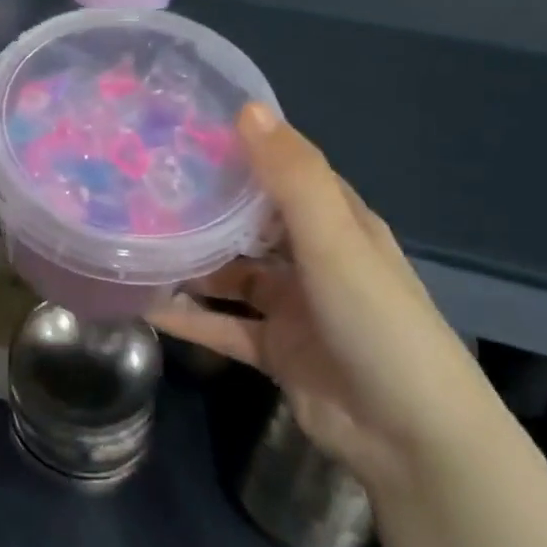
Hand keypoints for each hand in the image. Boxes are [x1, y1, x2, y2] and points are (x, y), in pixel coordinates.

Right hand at [149, 105, 494, 491]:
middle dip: (205, 208)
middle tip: (142, 187)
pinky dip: (189, 318)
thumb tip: (246, 108)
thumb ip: (292, 178)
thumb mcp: (335, 242)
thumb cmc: (377, 324)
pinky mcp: (274, 350)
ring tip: (136, 243)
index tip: (183, 133)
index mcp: (338, 224)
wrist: (410, 438)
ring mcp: (293, 308)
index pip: (285, 173)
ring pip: (231, 275)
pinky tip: (144, 306)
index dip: (243, 151)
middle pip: (251, 223)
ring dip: (192, 264)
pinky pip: (222, 325)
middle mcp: (314, 260)